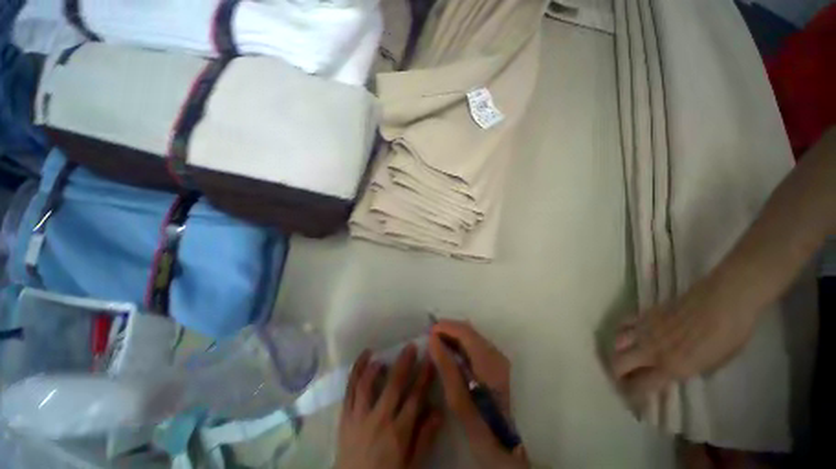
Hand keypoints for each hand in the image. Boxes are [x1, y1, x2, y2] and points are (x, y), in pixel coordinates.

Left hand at [336, 344, 442, 468]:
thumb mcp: (412, 465)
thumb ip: (425, 438)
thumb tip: (438, 410)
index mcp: (398, 433)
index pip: (415, 397)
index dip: (424, 377)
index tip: (430, 360)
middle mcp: (379, 420)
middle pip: (394, 385)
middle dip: (404, 363)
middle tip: (411, 347)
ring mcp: (359, 417)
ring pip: (368, 384)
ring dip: (377, 366)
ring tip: (384, 356)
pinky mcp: (345, 417)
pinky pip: (350, 390)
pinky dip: (356, 371)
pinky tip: (364, 357)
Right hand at [428, 320, 528, 468]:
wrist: (507, 446)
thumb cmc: (481, 427)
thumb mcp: (458, 399)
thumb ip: (445, 366)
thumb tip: (433, 339)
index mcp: (488, 361)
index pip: (465, 332)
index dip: (446, 327)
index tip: (429, 331)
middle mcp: (496, 354)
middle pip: (470, 331)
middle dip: (449, 329)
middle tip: (431, 336)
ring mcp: (499, 359)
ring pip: (473, 337)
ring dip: (455, 336)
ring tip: (438, 342)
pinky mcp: (498, 365)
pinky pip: (476, 345)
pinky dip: (462, 344)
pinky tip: (452, 352)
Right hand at [610, 280, 759, 409]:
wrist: (724, 300)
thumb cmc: (729, 335)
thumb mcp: (715, 363)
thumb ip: (690, 371)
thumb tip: (675, 373)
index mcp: (672, 367)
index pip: (641, 386)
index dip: (633, 396)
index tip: (633, 402)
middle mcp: (651, 350)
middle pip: (619, 364)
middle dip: (616, 375)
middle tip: (622, 381)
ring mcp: (645, 329)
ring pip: (616, 343)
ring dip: (616, 353)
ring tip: (622, 358)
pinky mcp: (645, 314)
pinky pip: (624, 324)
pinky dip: (621, 332)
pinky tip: (626, 335)